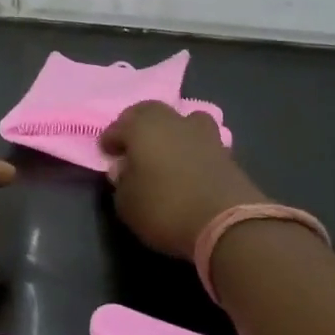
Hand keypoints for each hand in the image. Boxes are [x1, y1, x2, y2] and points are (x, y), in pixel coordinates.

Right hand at [99, 102, 265, 261]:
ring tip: (166, 148)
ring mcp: (203, 133)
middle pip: (151, 111)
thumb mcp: (127, 204)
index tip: (106, 152)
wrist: (227, 222)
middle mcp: (172, 121)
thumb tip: (126, 170)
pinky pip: (201, 141)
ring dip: (171, 130)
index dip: (110, 139)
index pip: (119, 126)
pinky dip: (192, 148)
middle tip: (132, 142)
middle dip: (138, 124)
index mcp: (142, 127)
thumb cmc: (166, 208)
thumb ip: (122, 182)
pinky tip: (188, 164)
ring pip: (182, 120)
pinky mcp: (225, 151)